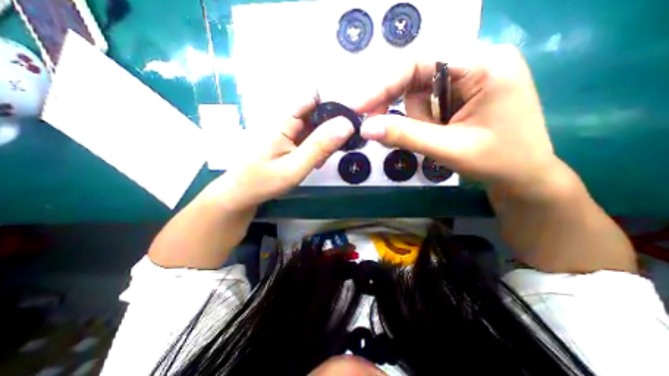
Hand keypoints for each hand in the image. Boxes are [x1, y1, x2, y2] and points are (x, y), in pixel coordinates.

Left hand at [205, 100, 355, 210]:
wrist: (242, 194)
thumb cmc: (263, 182)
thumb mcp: (294, 167)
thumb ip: (319, 146)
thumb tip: (346, 124)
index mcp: (284, 120)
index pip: (314, 97)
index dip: (335, 104)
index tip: (351, 121)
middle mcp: (286, 120)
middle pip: (318, 111)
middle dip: (333, 127)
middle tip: (340, 147)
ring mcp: (288, 130)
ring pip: (316, 125)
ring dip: (327, 139)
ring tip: (325, 159)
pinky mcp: (290, 140)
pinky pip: (310, 136)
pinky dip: (319, 146)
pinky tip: (318, 161)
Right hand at [355, 45, 560, 196]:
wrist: (523, 176)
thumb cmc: (497, 162)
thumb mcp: (448, 149)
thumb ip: (405, 136)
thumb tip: (365, 128)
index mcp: (483, 64)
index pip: (419, 63)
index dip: (384, 86)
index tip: (359, 108)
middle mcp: (476, 62)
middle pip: (417, 78)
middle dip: (404, 109)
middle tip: (384, 130)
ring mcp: (470, 77)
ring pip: (420, 94)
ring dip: (419, 120)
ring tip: (438, 138)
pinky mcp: (463, 93)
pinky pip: (429, 103)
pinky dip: (424, 122)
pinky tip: (439, 134)